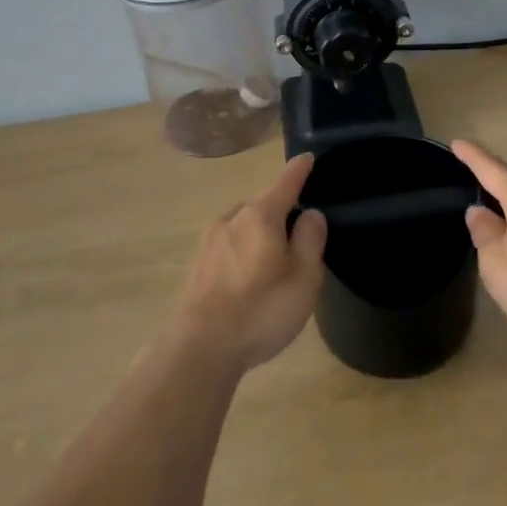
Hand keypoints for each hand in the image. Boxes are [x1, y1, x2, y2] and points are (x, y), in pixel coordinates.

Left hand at [172, 153, 327, 371]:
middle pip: (263, 208)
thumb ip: (310, 240)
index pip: (285, 183)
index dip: (299, 171)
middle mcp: (232, 220)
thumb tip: (310, 214)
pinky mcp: (196, 267)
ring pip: (243, 229)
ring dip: (259, 239)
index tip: (307, 157)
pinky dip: (242, 257)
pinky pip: (228, 250)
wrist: (199, 348)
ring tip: (273, 269)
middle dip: (280, 216)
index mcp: (260, 216)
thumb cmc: (260, 309)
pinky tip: (248, 285)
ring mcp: (209, 243)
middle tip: (299, 243)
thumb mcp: (303, 278)